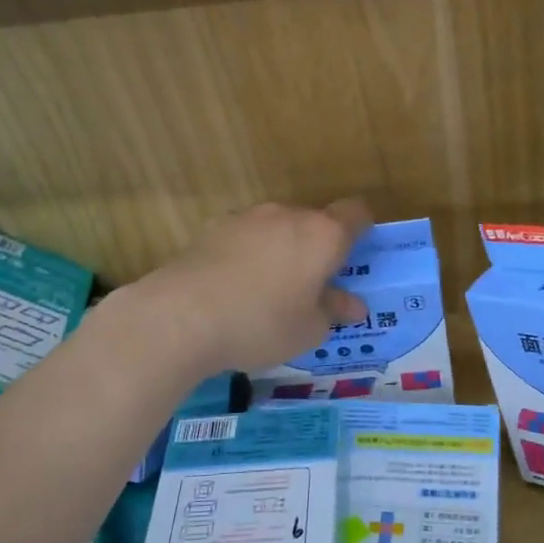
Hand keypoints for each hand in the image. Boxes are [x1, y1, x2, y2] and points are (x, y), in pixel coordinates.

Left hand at [135, 200, 371, 374]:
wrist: (182, 315)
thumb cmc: (261, 323)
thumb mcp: (308, 329)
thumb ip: (333, 311)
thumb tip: (352, 305)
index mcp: (323, 235)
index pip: (356, 213)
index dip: (361, 229)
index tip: (356, 255)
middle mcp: (288, 215)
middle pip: (313, 222)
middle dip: (316, 249)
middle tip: (311, 288)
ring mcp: (247, 218)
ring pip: (277, 228)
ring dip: (281, 251)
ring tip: (268, 292)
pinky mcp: (212, 227)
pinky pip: (245, 237)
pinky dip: (248, 255)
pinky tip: (234, 287)